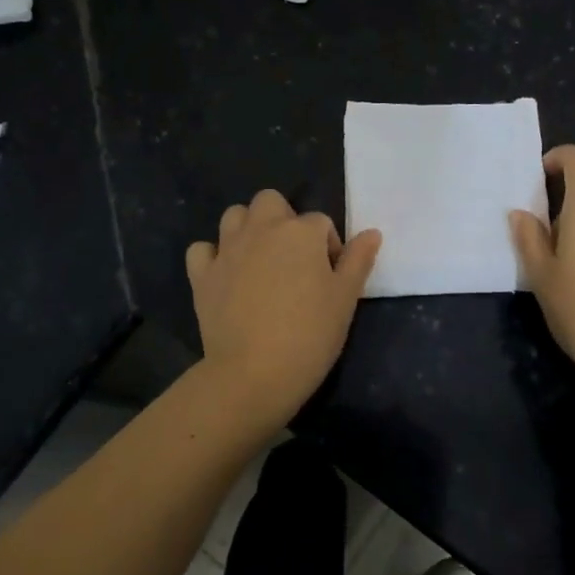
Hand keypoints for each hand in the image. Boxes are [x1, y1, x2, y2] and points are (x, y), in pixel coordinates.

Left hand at [185, 190, 381, 428]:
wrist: (253, 373)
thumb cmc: (309, 335)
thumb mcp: (345, 299)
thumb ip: (358, 261)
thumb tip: (371, 233)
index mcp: (300, 232)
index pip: (321, 223)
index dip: (329, 247)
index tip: (330, 279)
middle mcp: (261, 230)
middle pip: (270, 201)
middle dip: (283, 219)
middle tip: (293, 258)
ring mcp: (227, 250)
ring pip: (234, 216)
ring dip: (247, 229)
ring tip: (260, 261)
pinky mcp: (202, 275)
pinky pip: (202, 250)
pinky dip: (212, 256)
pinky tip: (225, 275)